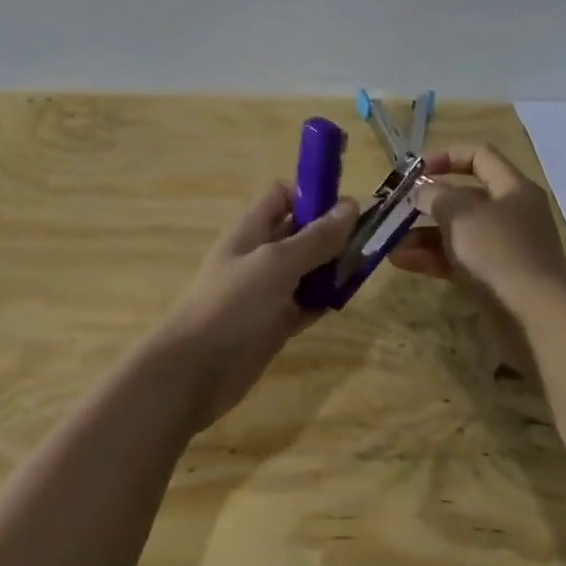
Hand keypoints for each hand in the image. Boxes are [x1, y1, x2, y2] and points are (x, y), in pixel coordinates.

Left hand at [157, 183, 358, 429]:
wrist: (197, 370)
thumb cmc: (234, 304)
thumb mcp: (277, 263)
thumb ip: (315, 237)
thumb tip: (351, 205)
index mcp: (252, 229)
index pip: (283, 196)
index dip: (312, 195)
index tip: (346, 207)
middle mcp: (260, 255)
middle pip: (300, 232)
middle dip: (331, 233)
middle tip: (369, 240)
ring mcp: (268, 291)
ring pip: (307, 269)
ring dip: (332, 267)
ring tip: (365, 269)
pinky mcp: (275, 322)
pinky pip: (306, 302)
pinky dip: (324, 300)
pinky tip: (346, 300)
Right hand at [388, 145, 565, 305]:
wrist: (535, 315)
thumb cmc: (498, 251)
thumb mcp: (461, 214)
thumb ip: (436, 195)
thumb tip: (422, 191)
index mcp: (513, 188)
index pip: (480, 156)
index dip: (447, 156)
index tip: (417, 170)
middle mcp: (511, 213)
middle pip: (464, 197)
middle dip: (427, 202)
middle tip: (397, 208)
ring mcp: (503, 248)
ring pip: (457, 232)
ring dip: (423, 234)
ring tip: (390, 241)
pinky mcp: (494, 277)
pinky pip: (457, 259)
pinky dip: (431, 258)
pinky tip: (401, 261)